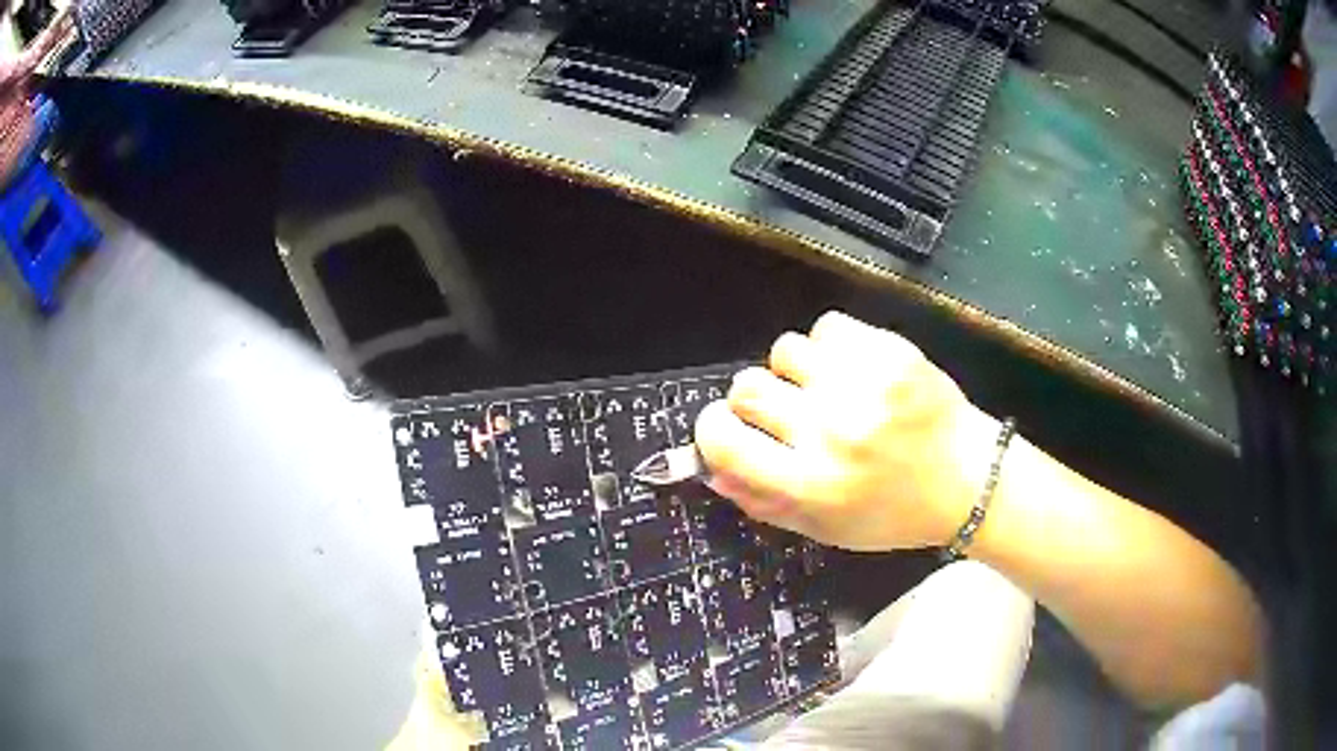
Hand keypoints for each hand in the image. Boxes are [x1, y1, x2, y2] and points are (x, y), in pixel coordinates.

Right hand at [695, 311, 999, 551]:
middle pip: (747, 387)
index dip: (713, 430)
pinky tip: (854, 371)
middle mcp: (830, 430)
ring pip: (784, 350)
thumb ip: (764, 502)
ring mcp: (862, 384)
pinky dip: (831, 347)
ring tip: (827, 389)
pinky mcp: (889, 352)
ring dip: (795, 372)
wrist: (970, 479)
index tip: (726, 428)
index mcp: (811, 483)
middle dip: (754, 401)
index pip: (724, 441)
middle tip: (785, 413)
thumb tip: (711, 467)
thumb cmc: (894, 514)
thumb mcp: (826, 529)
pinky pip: (827, 327)